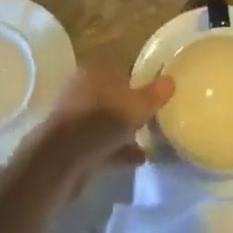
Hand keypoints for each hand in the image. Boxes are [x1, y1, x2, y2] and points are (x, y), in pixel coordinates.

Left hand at [17, 66, 173, 197]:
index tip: (155, 98)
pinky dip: (117, 150)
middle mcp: (80, 91)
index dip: (140, 84)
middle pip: (113, 98)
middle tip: (153, 120)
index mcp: (93, 73)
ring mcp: (74, 119)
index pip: (121, 72)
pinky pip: (100, 144)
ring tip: (149, 143)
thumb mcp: (136, 107)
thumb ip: (154, 94)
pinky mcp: (71, 144)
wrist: (62, 160)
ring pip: (105, 122)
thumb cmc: (101, 122)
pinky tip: (137, 159)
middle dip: (131, 110)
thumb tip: (170, 80)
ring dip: (125, 133)